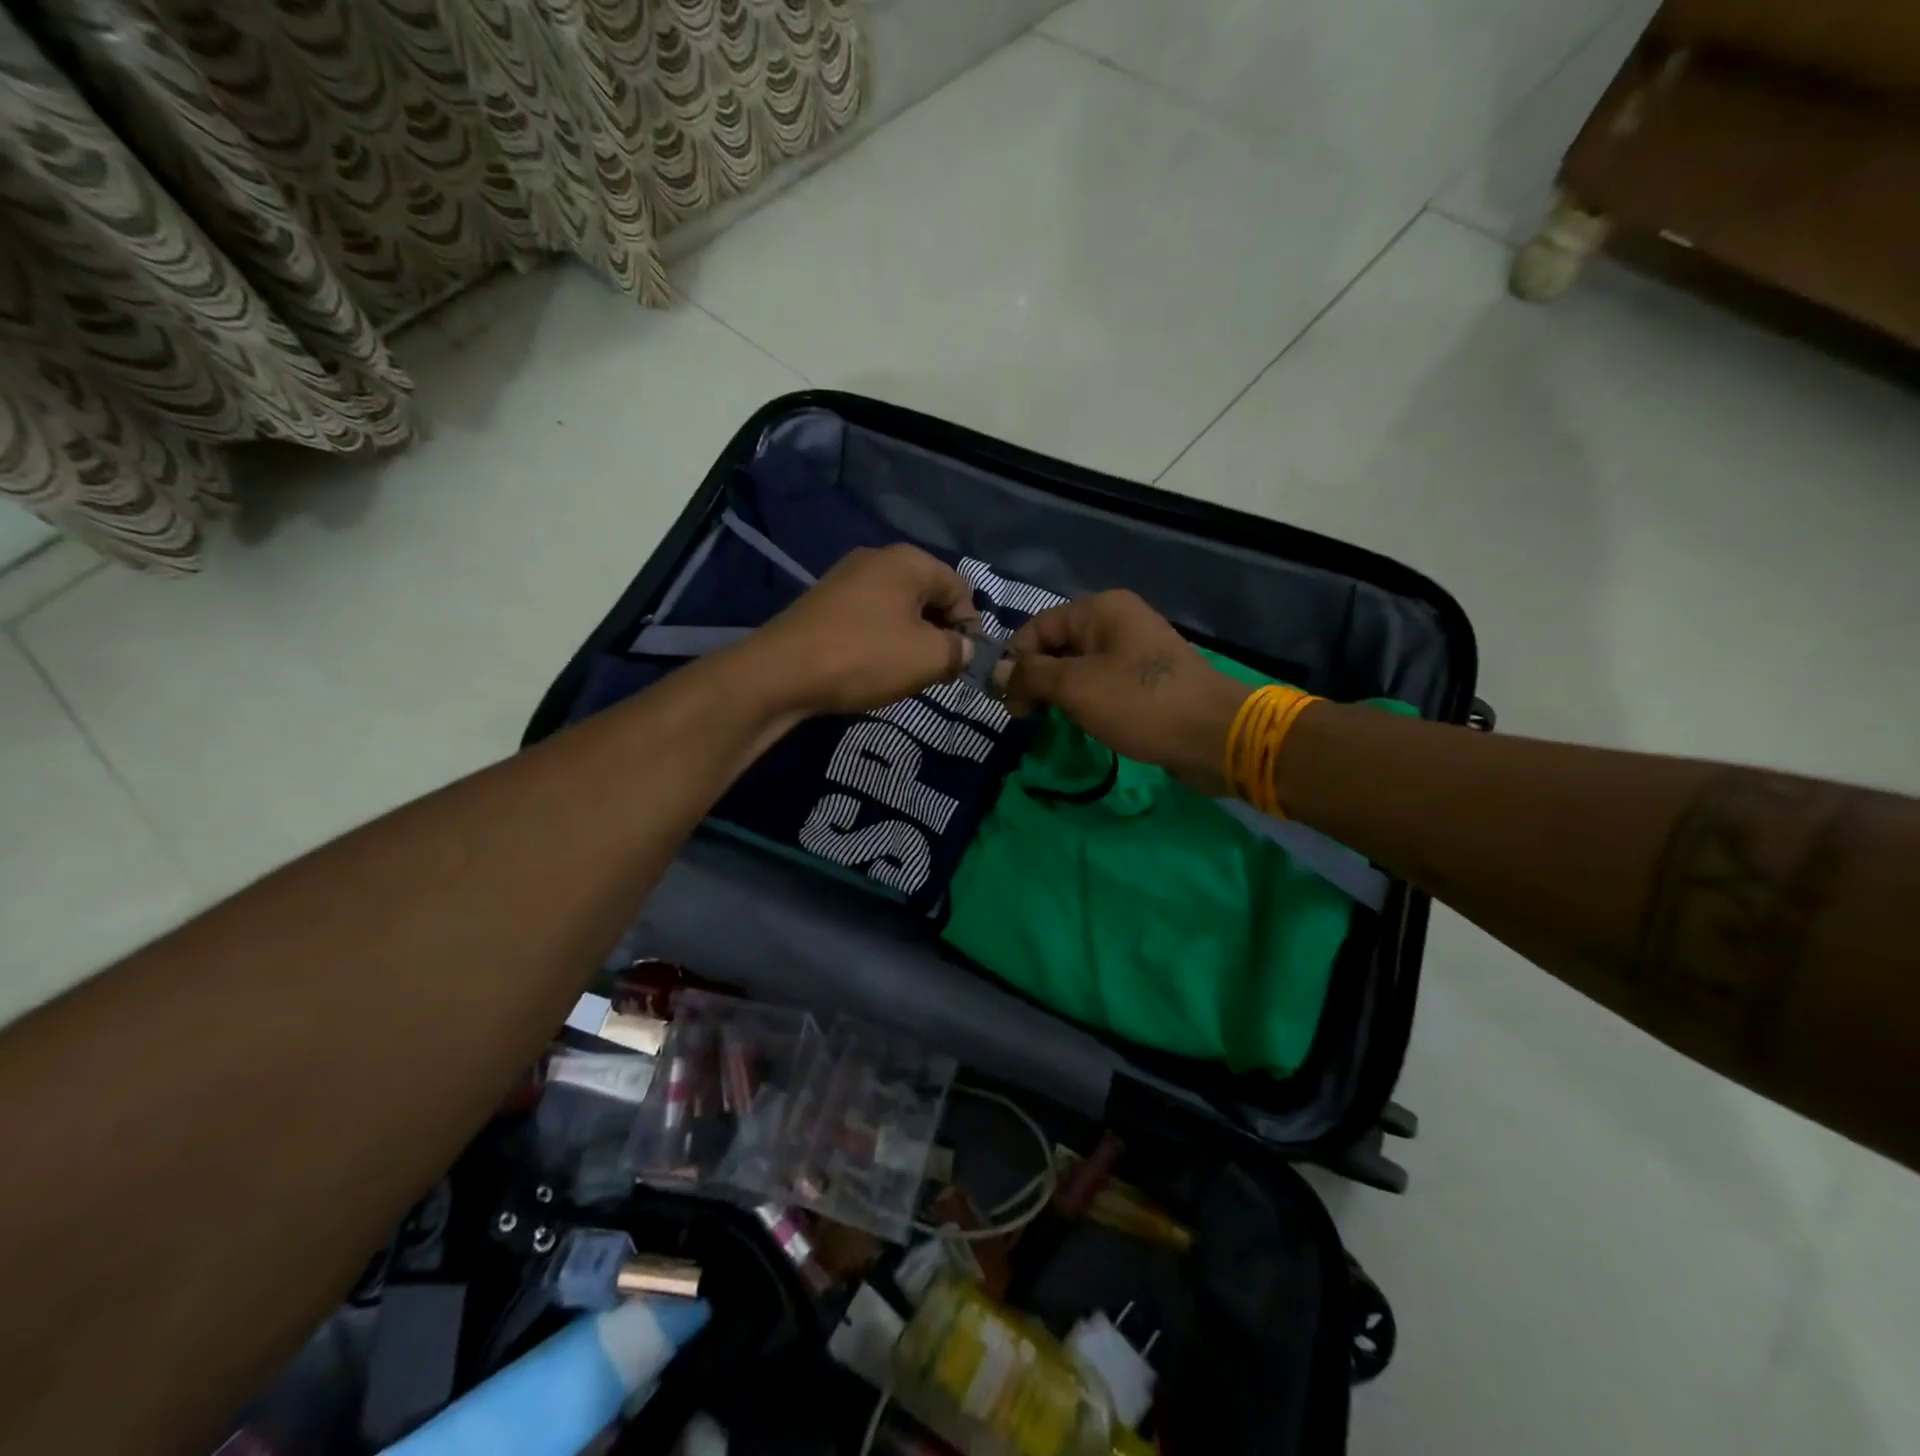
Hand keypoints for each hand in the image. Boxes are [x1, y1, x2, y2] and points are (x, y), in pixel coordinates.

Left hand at [743, 544, 979, 716]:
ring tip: (908, 674)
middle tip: (940, 670)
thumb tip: (965, 648)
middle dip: (940, 632)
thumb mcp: (928, 658)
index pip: (960, 587)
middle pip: (928, 595)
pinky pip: (869, 617)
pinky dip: (881, 640)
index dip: (970, 625)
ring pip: (898, 608)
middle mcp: (877, 559)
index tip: (965, 661)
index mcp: (908, 561)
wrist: (781, 672)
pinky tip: (875, 668)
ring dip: (911, 639)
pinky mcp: (824, 603)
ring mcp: (846, 579)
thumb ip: (959, 650)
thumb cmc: (864, 657)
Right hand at [1002, 591, 1251, 793]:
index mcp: (1101, 609)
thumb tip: (996, 673)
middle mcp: (1117, 621)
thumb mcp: (1076, 687)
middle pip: (1058, 645)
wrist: (1215, 736)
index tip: (1007, 702)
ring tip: (1049, 723)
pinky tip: (1080, 724)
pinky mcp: (1146, 681)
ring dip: (1059, 694)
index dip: (1015, 661)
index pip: (1038, 627)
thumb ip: (1030, 675)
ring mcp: (1135, 651)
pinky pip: (1102, 685)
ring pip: (1078, 668)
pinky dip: (1085, 702)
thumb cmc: (1140, 703)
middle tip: (1025, 717)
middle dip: (1036, 679)